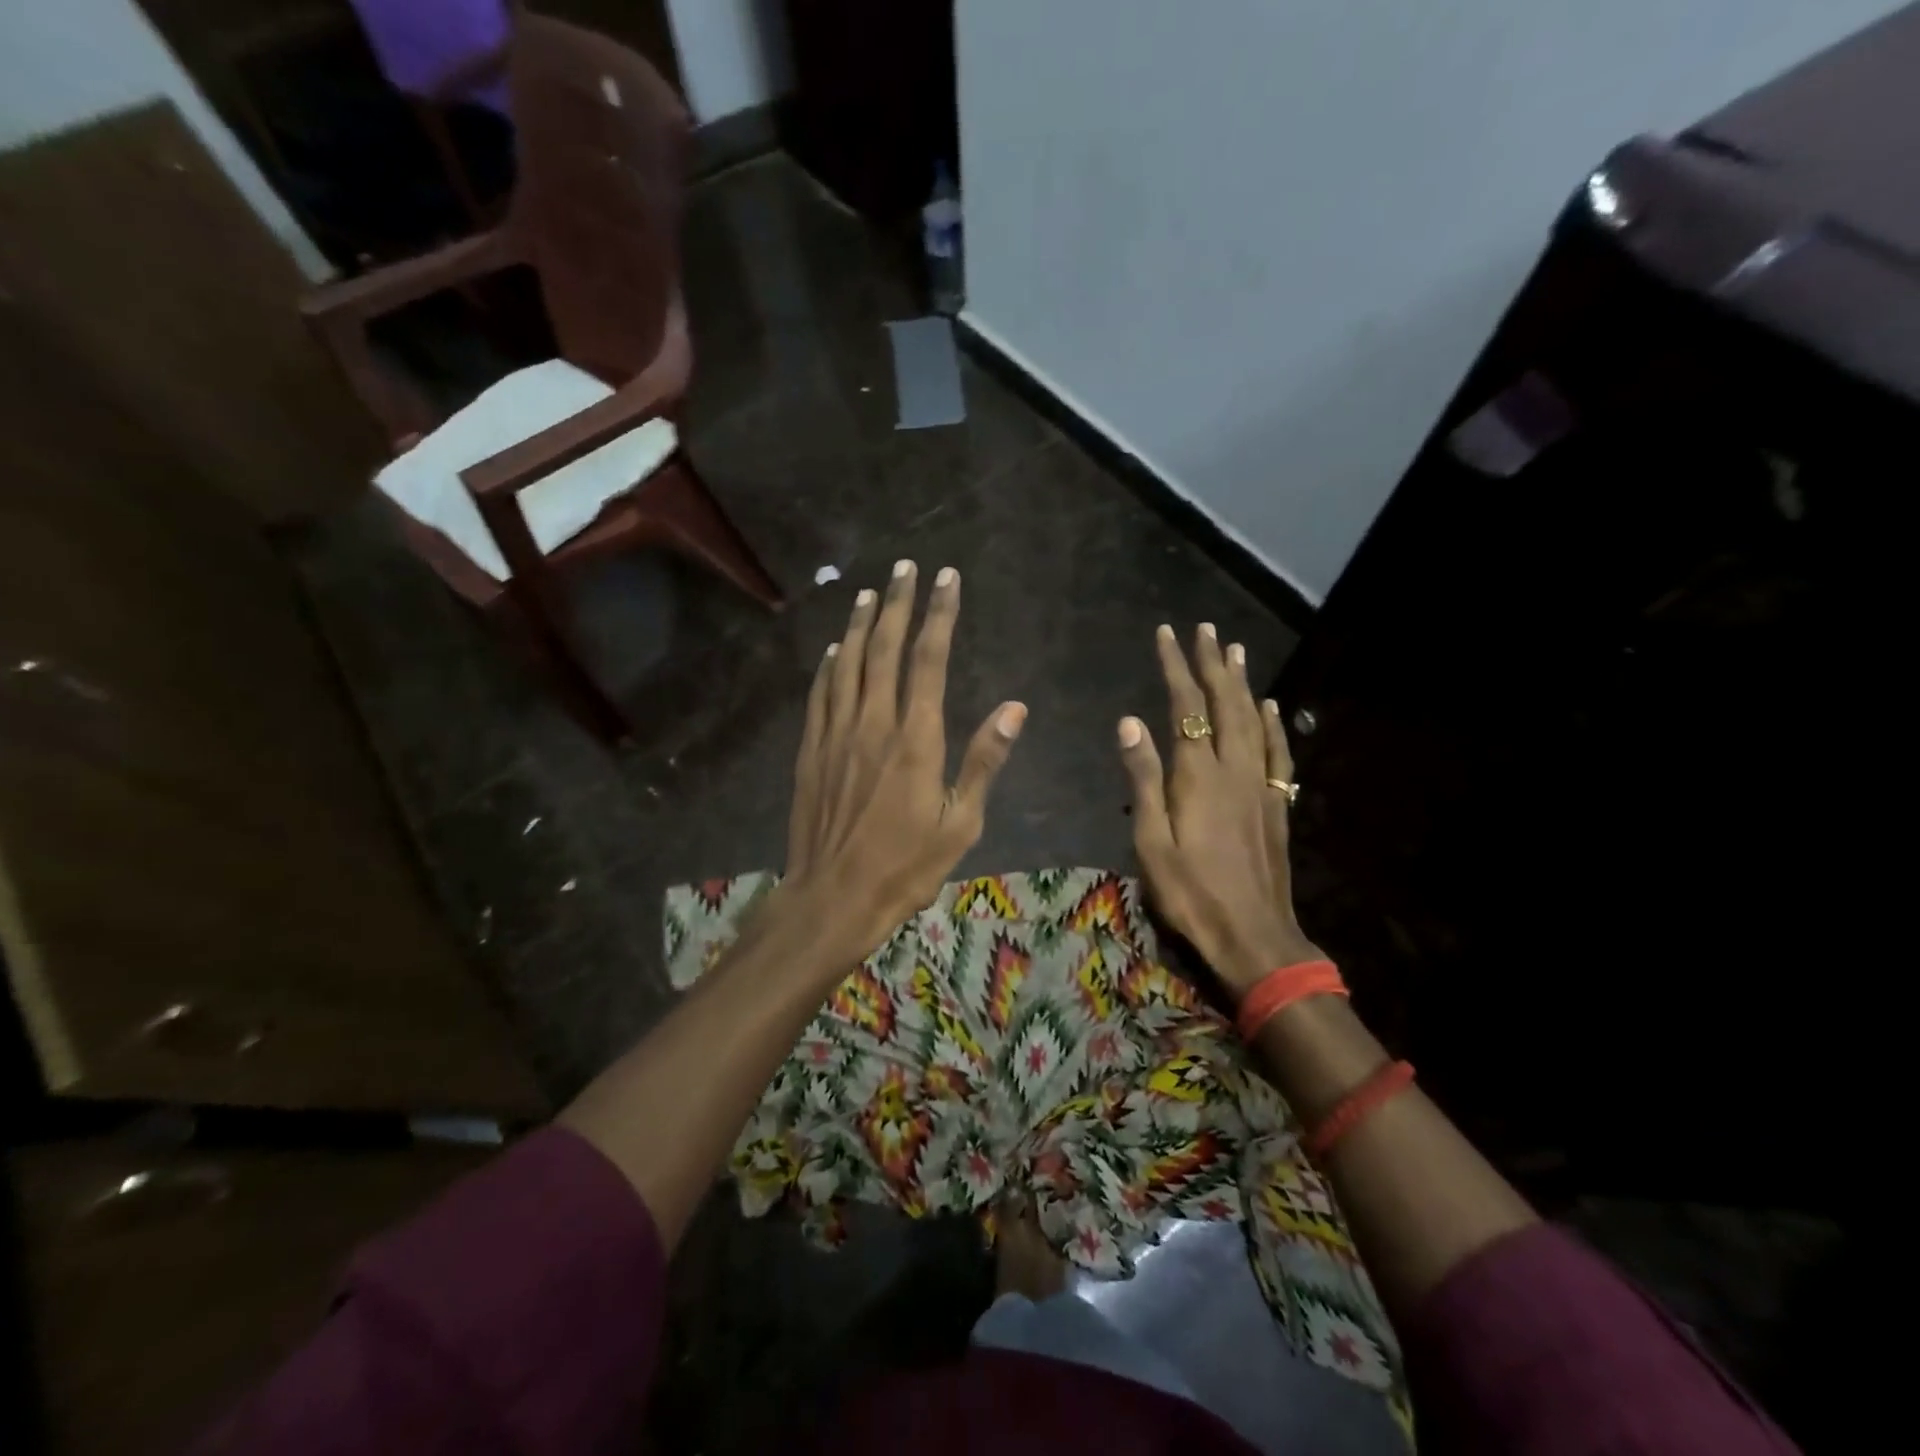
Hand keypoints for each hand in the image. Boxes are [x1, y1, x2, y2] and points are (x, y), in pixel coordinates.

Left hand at [785, 560, 1025, 960]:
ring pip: (848, 664)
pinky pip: (821, 695)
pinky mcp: (811, 750)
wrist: (833, 896)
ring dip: (861, 625)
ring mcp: (836, 734)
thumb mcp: (960, 822)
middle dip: (899, 604)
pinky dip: (829, 666)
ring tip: (871, 594)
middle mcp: (873, 723)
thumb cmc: (906, 866)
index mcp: (915, 738)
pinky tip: (835, 649)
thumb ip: (985, 760)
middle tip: (907, 568)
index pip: (929, 659)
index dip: (939, 614)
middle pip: (885, 649)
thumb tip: (1015, 708)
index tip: (947, 578)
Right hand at [1118, 624, 1321, 995]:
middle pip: (1224, 704)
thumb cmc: (1190, 893)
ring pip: (1253, 720)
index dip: (1176, 667)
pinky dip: (1274, 724)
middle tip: (1205, 629)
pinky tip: (1270, 706)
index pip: (1185, 707)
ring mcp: (1260, 786)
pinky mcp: (1276, 805)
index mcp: (1198, 775)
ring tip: (1234, 650)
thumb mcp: (1152, 841)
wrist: (1253, 935)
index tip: (1167, 635)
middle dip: (1212, 664)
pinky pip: (1277, 754)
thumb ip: (1144, 778)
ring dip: (1242, 683)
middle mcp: (1234, 769)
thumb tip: (1130, 722)